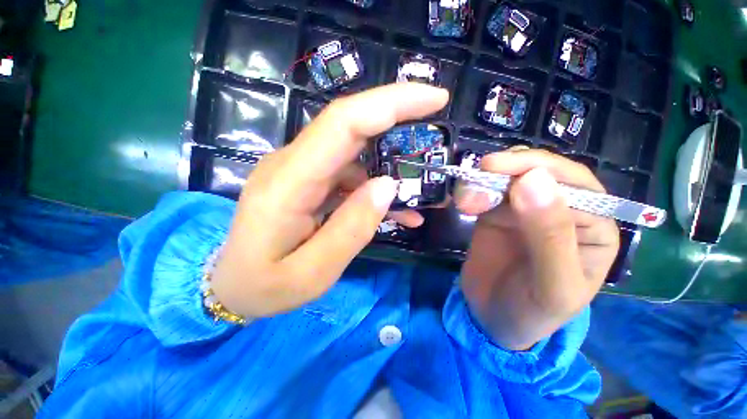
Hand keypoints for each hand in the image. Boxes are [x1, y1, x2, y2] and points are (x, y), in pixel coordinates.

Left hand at [211, 84, 449, 317]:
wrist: (232, 285)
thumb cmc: (265, 286)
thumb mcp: (313, 272)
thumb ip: (352, 228)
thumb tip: (389, 185)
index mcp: (288, 184)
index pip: (343, 124)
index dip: (390, 104)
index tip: (434, 98)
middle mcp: (292, 165)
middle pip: (350, 124)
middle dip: (397, 115)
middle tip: (436, 117)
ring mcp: (300, 171)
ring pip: (355, 151)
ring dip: (390, 163)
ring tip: (418, 190)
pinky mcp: (308, 182)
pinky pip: (348, 174)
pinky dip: (376, 186)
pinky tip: (396, 209)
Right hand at [455, 149, 619, 350]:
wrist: (492, 318)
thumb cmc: (532, 312)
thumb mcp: (551, 285)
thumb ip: (549, 235)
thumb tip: (533, 180)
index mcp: (593, 227)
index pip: (574, 182)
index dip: (537, 168)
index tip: (497, 167)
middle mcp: (561, 211)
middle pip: (539, 171)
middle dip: (506, 169)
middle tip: (476, 176)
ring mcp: (524, 210)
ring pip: (508, 177)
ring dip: (483, 180)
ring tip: (464, 201)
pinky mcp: (495, 213)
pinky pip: (486, 190)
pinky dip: (472, 189)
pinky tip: (463, 203)